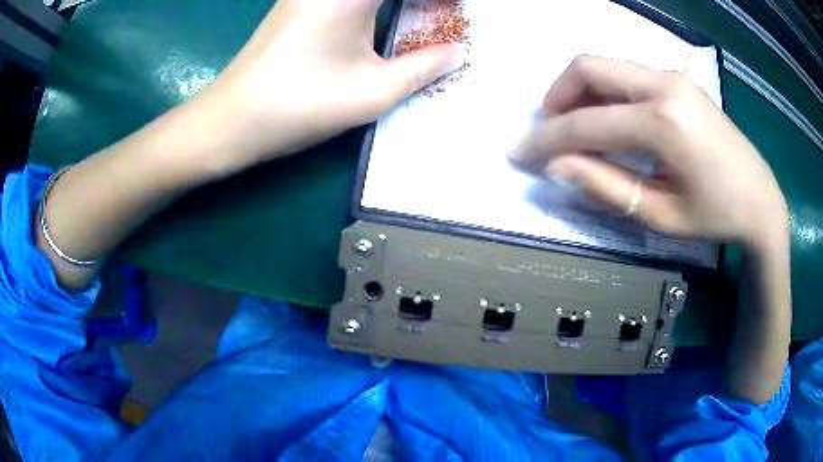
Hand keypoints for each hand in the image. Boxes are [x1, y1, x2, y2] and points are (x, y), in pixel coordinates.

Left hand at [200, 0, 461, 172]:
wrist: (231, 119)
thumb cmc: (300, 104)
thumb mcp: (374, 91)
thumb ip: (425, 67)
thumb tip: (457, 52)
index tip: (458, 12)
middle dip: (421, 2)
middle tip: (443, 15)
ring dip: (398, 2)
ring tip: (424, 16)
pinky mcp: (298, 3)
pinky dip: (375, 4)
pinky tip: (385, 18)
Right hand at [509, 56, 787, 249]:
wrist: (760, 198)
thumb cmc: (715, 215)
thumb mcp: (661, 214)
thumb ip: (606, 186)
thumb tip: (557, 166)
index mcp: (663, 122)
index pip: (587, 122)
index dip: (546, 139)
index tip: (518, 154)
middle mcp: (664, 84)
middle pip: (588, 67)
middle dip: (556, 97)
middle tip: (548, 132)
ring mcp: (672, 76)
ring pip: (605, 65)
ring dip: (578, 92)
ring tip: (574, 128)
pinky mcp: (677, 80)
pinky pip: (626, 74)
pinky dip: (604, 93)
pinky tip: (609, 121)